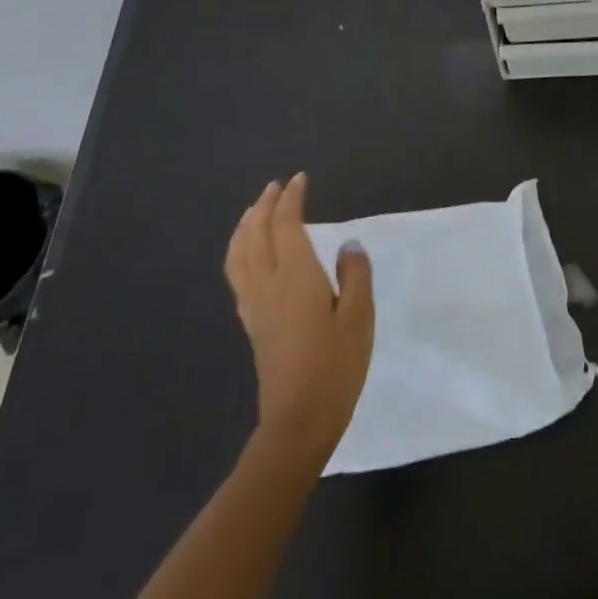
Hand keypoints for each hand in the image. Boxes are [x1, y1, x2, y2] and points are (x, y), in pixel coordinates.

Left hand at [225, 173, 373, 461]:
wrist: (299, 419)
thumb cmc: (336, 365)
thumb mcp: (359, 316)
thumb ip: (355, 275)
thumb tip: (348, 245)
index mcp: (296, 276)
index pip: (286, 225)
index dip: (291, 199)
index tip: (300, 180)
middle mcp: (267, 283)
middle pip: (255, 234)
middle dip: (264, 206)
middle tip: (276, 187)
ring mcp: (254, 304)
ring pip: (239, 253)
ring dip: (246, 226)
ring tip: (255, 212)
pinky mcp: (252, 323)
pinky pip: (238, 272)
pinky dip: (241, 250)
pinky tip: (250, 255)